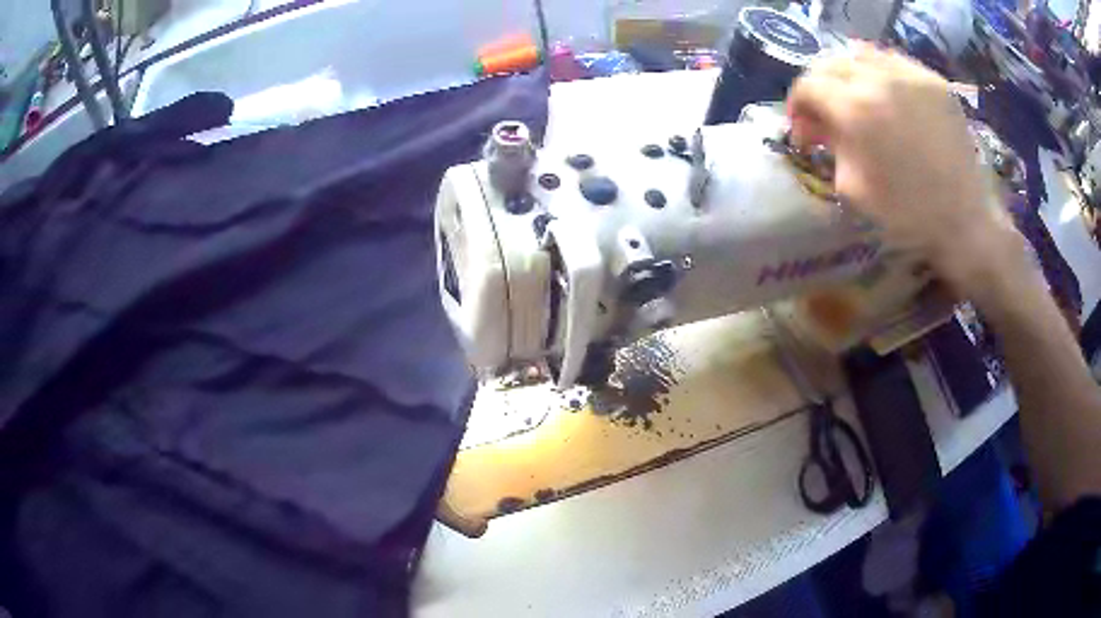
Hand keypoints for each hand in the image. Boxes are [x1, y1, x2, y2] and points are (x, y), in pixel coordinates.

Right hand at [786, 46, 1028, 300]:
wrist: (964, 219)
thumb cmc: (906, 213)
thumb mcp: (852, 187)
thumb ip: (829, 145)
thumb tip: (815, 125)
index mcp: (854, 109)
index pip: (807, 85)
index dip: (798, 105)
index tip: (804, 128)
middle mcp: (877, 79)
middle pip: (830, 63)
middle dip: (820, 87)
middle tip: (827, 113)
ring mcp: (908, 74)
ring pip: (861, 55)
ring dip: (849, 75)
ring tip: (857, 99)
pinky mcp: (932, 80)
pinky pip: (893, 62)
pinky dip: (880, 73)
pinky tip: (886, 95)